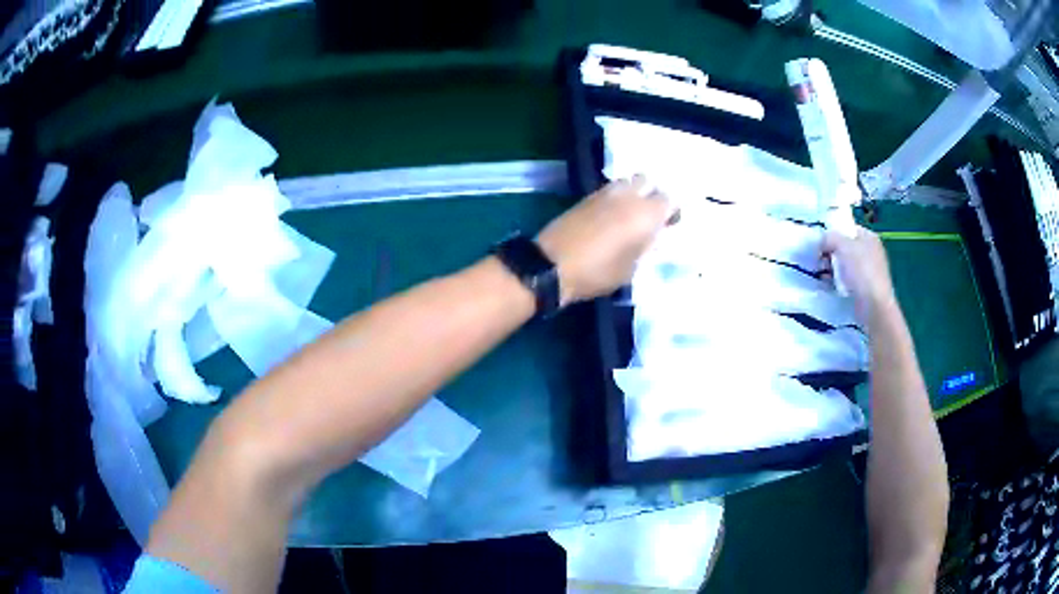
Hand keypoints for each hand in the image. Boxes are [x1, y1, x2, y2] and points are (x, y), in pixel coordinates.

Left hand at [537, 176, 672, 305]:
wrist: (551, 265)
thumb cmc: (597, 272)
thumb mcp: (630, 270)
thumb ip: (645, 248)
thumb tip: (651, 238)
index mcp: (645, 214)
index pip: (670, 200)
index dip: (672, 211)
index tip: (669, 225)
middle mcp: (628, 196)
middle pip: (648, 182)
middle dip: (652, 195)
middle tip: (650, 216)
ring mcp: (605, 193)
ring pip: (628, 182)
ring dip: (633, 193)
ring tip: (630, 215)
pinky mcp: (586, 197)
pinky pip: (610, 190)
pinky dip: (616, 198)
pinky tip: (612, 217)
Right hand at [822, 226, 897, 321]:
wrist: (873, 306)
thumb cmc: (861, 271)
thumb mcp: (843, 246)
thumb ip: (830, 237)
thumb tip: (822, 240)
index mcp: (869, 236)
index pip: (847, 229)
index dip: (833, 233)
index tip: (820, 242)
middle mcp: (870, 251)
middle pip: (845, 247)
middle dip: (830, 253)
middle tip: (819, 260)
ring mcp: (868, 271)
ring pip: (845, 264)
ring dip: (832, 268)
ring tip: (822, 274)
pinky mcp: (864, 288)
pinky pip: (847, 280)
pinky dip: (837, 282)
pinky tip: (830, 285)